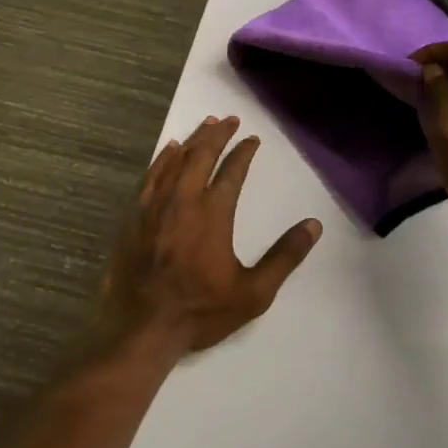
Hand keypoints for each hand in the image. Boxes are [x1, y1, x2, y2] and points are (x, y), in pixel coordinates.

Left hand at [101, 115, 322, 356]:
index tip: (252, 139)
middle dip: (217, 135)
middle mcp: (183, 201)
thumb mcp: (253, 293)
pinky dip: (163, 159)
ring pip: (175, 161)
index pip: (232, 172)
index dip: (243, 153)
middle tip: (228, 119)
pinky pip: (150, 176)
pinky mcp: (134, 217)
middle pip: (201, 156)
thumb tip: (313, 225)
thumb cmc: (200, 311)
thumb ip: (284, 257)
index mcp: (213, 214)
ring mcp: (154, 207)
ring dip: (192, 141)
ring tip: (204, 126)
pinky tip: (169, 151)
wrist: (141, 329)